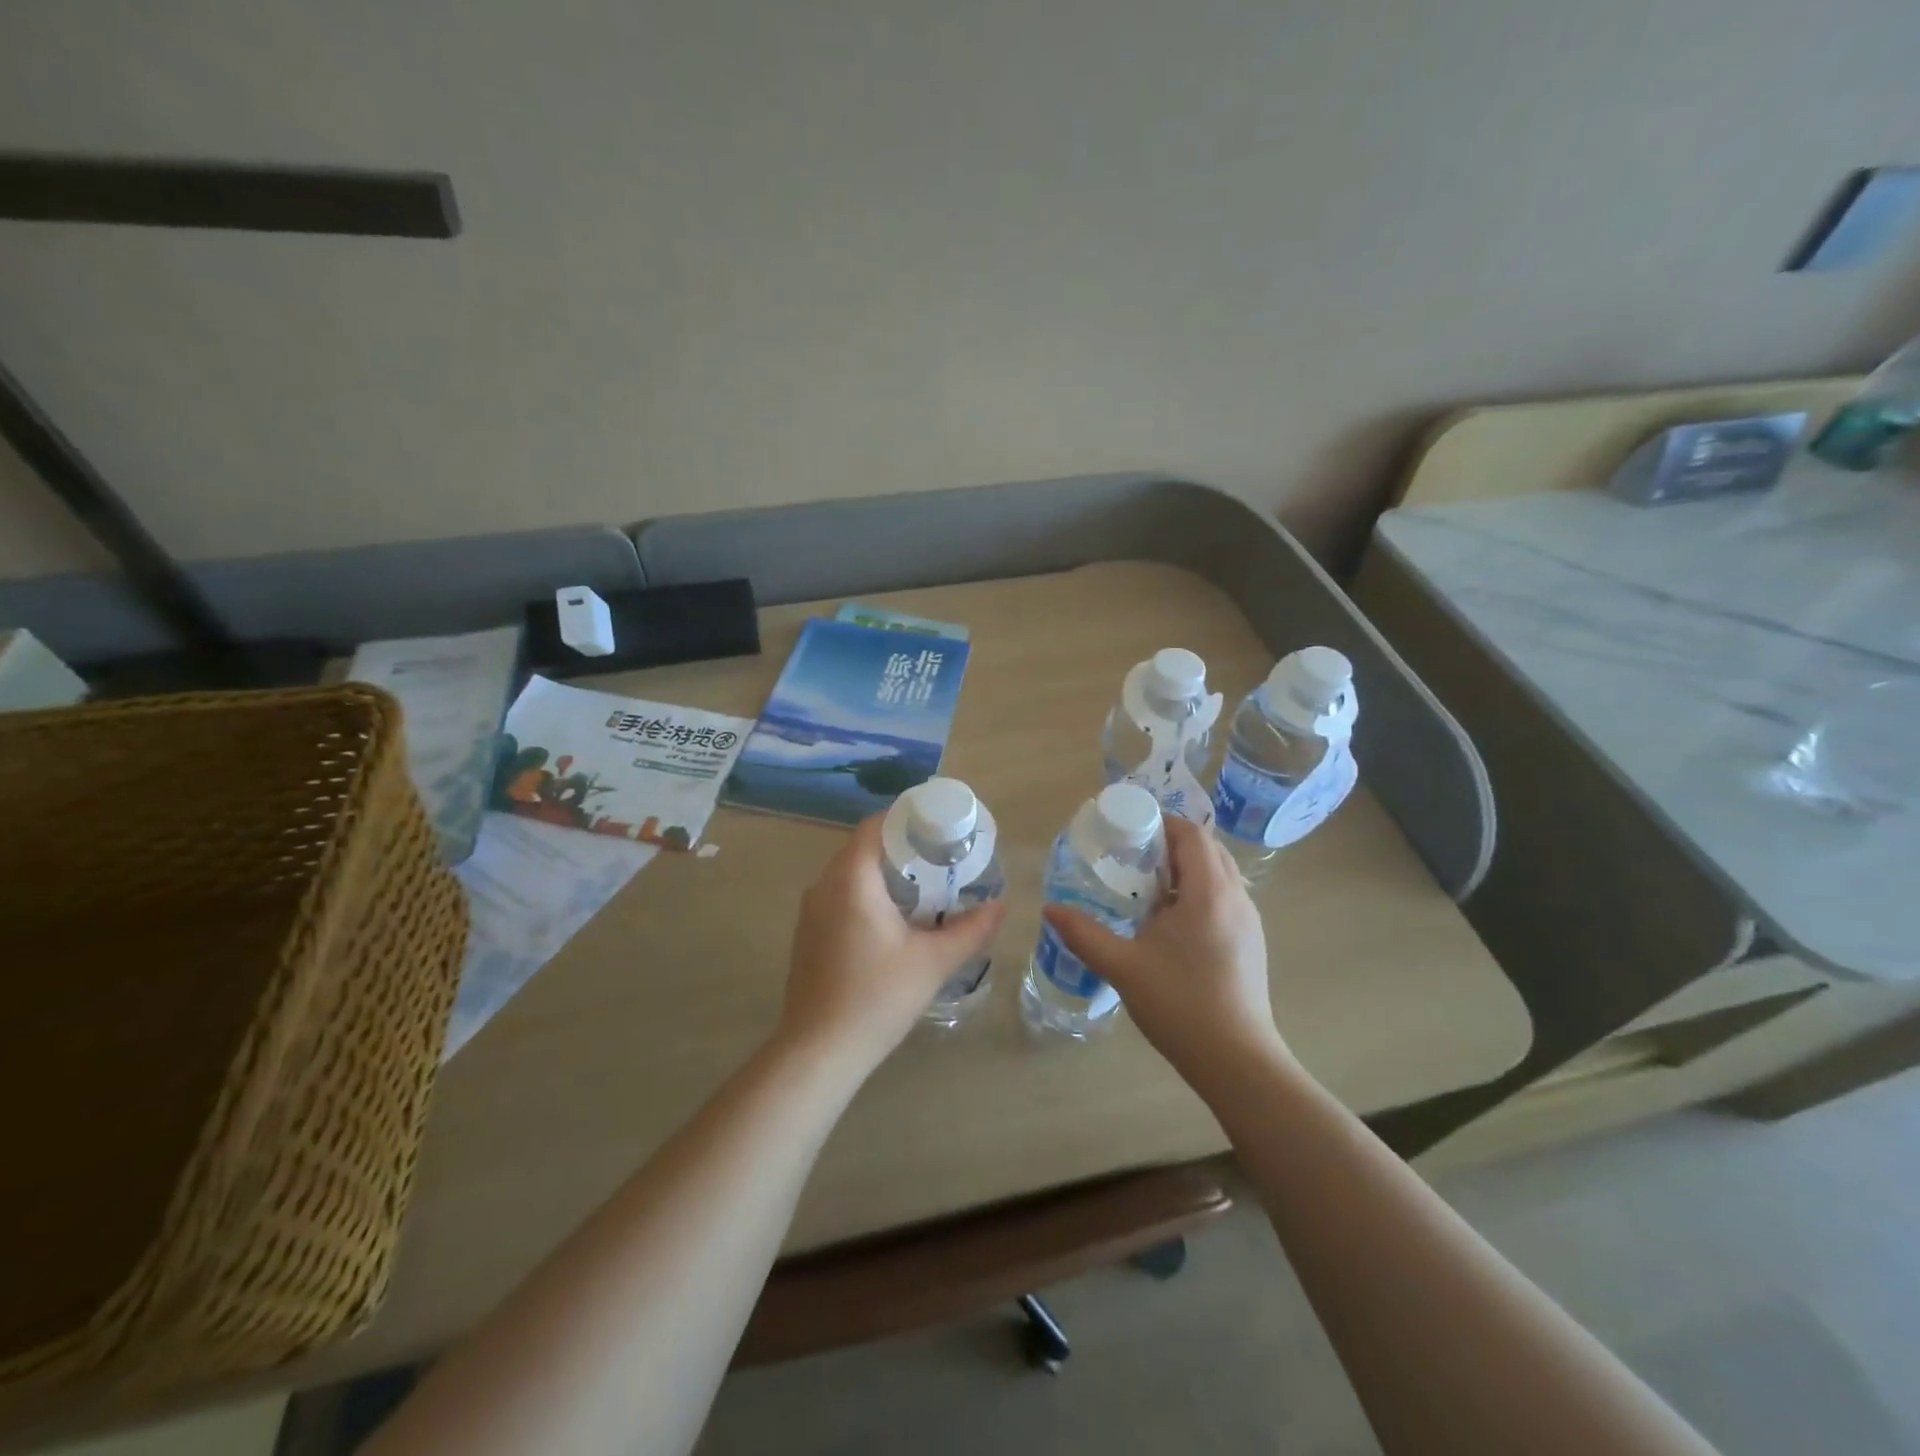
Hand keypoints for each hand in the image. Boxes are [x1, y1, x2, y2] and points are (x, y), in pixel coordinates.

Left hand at [779, 813, 1006, 1072]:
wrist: (818, 1052)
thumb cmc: (876, 998)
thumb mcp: (933, 962)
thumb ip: (971, 929)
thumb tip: (1001, 905)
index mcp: (851, 879)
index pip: (876, 825)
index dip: (908, 818)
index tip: (941, 826)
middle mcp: (824, 885)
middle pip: (864, 847)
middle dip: (903, 847)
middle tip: (943, 857)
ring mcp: (811, 910)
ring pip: (852, 873)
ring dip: (886, 873)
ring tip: (926, 886)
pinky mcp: (809, 934)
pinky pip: (840, 896)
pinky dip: (868, 894)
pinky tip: (895, 919)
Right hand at [1041, 816, 1285, 1079]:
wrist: (1237, 1061)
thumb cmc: (1180, 1005)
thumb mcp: (1123, 967)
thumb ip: (1084, 934)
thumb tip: (1050, 910)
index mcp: (1209, 892)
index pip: (1192, 834)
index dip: (1162, 823)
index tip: (1129, 832)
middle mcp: (1236, 897)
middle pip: (1208, 849)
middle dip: (1172, 844)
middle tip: (1133, 857)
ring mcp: (1250, 921)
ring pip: (1220, 874)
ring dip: (1187, 869)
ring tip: (1148, 888)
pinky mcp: (1252, 943)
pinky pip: (1226, 898)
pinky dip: (1200, 892)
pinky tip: (1171, 924)